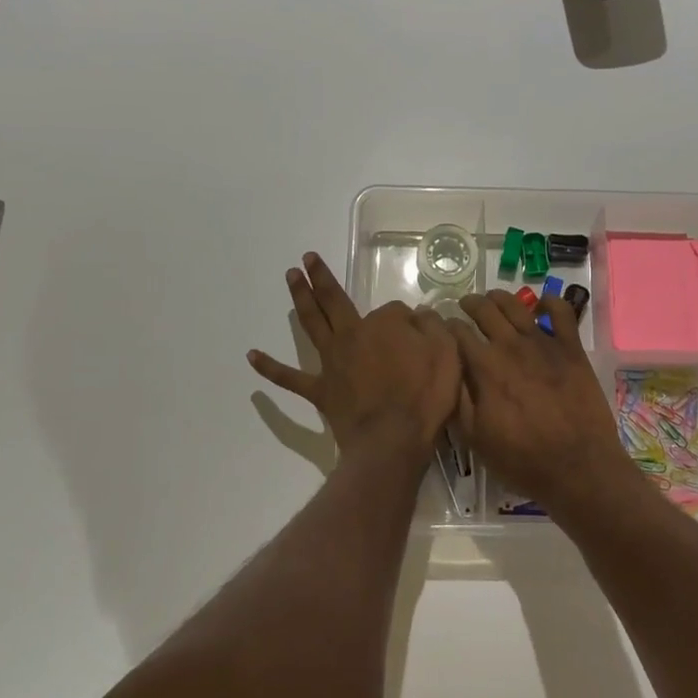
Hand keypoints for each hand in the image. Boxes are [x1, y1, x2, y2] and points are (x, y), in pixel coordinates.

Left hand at [249, 253, 461, 461]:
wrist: (393, 439)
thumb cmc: (424, 396)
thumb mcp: (446, 353)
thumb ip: (432, 327)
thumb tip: (419, 315)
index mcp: (382, 325)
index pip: (393, 311)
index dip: (406, 321)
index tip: (419, 335)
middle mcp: (351, 335)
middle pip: (334, 300)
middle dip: (320, 277)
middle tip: (306, 258)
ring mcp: (332, 363)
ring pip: (311, 324)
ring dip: (300, 299)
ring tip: (290, 277)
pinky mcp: (320, 391)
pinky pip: (290, 378)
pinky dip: (270, 368)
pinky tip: (252, 356)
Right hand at [451, 290, 634, 513]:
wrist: (578, 467)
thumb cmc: (522, 459)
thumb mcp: (475, 438)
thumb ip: (458, 399)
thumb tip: (446, 369)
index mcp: (485, 367)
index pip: (458, 333)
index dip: (446, 327)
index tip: (442, 328)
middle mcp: (511, 346)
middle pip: (485, 310)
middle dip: (470, 304)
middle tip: (465, 306)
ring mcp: (544, 343)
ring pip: (517, 305)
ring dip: (500, 297)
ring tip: (493, 298)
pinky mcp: (571, 348)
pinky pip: (562, 312)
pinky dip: (550, 302)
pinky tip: (542, 303)